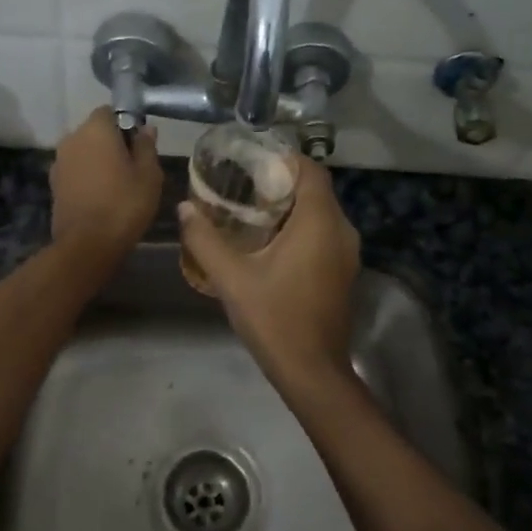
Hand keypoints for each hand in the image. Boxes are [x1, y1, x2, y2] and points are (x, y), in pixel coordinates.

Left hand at [50, 108, 162, 275]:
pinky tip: (101, 196)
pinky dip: (87, 177)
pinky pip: (75, 171)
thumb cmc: (124, 204)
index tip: (139, 144)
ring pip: (83, 152)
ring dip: (98, 161)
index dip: (126, 124)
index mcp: (95, 129)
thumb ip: (146, 146)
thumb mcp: (149, 175)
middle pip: (94, 131)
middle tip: (133, 166)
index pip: (110, 111)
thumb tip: (146, 128)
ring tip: (117, 184)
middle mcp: (72, 138)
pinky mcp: (53, 184)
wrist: (87, 245)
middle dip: (111, 143)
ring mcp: (59, 162)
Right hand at [177, 156, 360, 391]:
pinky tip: (270, 243)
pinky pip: (324, 234)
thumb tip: (184, 208)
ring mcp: (347, 253)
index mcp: (319, 222)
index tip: (251, 162)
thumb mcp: (231, 277)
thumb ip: (205, 239)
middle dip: (281, 183)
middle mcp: (341, 231)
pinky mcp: (344, 272)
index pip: (310, 170)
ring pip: (320, 214)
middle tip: (242, 185)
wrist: (312, 371)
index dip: (283, 159)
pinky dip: (301, 228)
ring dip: (291, 207)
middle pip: (315, 190)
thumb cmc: (274, 318)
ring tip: (250, 211)